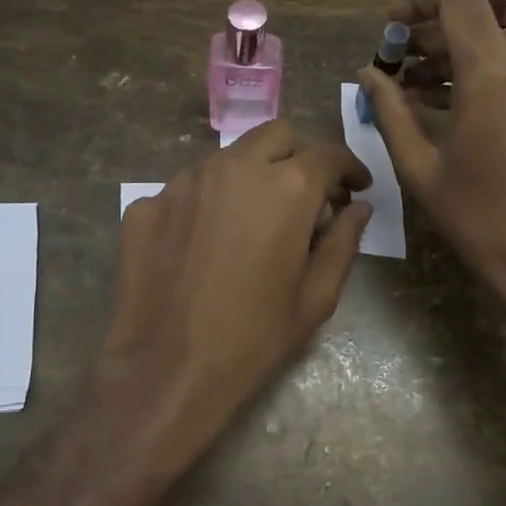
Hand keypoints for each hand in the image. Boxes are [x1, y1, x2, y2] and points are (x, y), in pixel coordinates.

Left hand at [87, 121, 371, 475]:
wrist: (166, 369)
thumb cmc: (255, 338)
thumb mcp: (317, 297)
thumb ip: (343, 242)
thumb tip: (358, 208)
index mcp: (285, 188)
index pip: (327, 154)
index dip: (349, 168)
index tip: (355, 189)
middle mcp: (233, 168)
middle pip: (276, 136)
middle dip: (300, 157)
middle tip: (307, 198)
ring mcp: (184, 181)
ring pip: (229, 158)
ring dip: (252, 176)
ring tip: (253, 223)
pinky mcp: (147, 203)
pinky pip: (188, 189)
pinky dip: (208, 204)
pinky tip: (205, 245)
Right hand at [359, 0, 505, 332]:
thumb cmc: (481, 218)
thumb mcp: (420, 166)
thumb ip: (390, 109)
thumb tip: (368, 72)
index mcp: (496, 72)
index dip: (419, 0)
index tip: (391, 26)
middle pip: (475, 20)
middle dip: (429, 36)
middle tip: (393, 66)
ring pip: (495, 43)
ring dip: (453, 58)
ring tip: (413, 90)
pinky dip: (480, 73)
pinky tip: (448, 101)